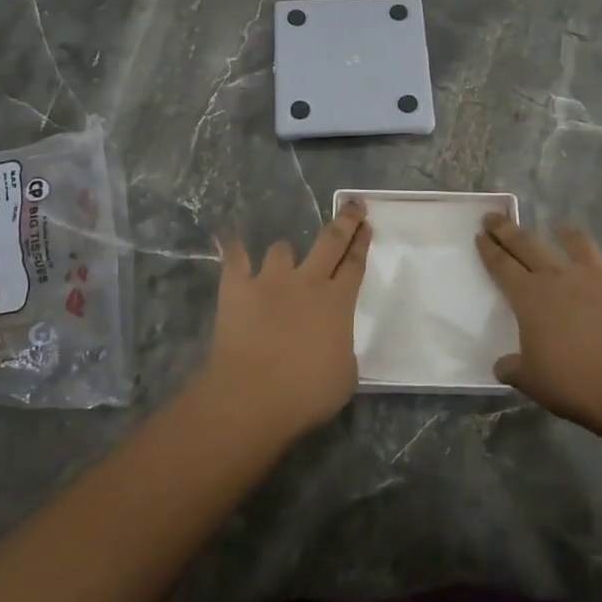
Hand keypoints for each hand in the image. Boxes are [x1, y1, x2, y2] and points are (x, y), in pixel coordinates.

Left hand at [203, 199, 372, 439]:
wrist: (254, 395)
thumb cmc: (307, 393)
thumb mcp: (345, 376)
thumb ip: (342, 350)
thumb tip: (334, 343)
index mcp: (338, 302)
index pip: (354, 264)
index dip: (361, 243)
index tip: (366, 224)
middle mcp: (307, 282)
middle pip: (330, 241)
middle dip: (344, 221)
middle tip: (353, 206)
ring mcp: (270, 281)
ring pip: (281, 249)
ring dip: (284, 253)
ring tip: (282, 260)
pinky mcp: (237, 288)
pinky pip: (235, 260)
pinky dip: (236, 254)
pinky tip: (235, 251)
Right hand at [476, 216, 601, 431]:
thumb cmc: (573, 382)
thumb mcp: (531, 381)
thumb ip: (514, 368)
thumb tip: (502, 365)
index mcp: (529, 297)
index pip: (501, 265)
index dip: (489, 249)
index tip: (480, 234)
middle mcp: (560, 276)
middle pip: (528, 245)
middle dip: (509, 230)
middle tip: (496, 218)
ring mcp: (599, 272)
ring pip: (578, 242)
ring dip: (567, 233)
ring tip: (562, 228)